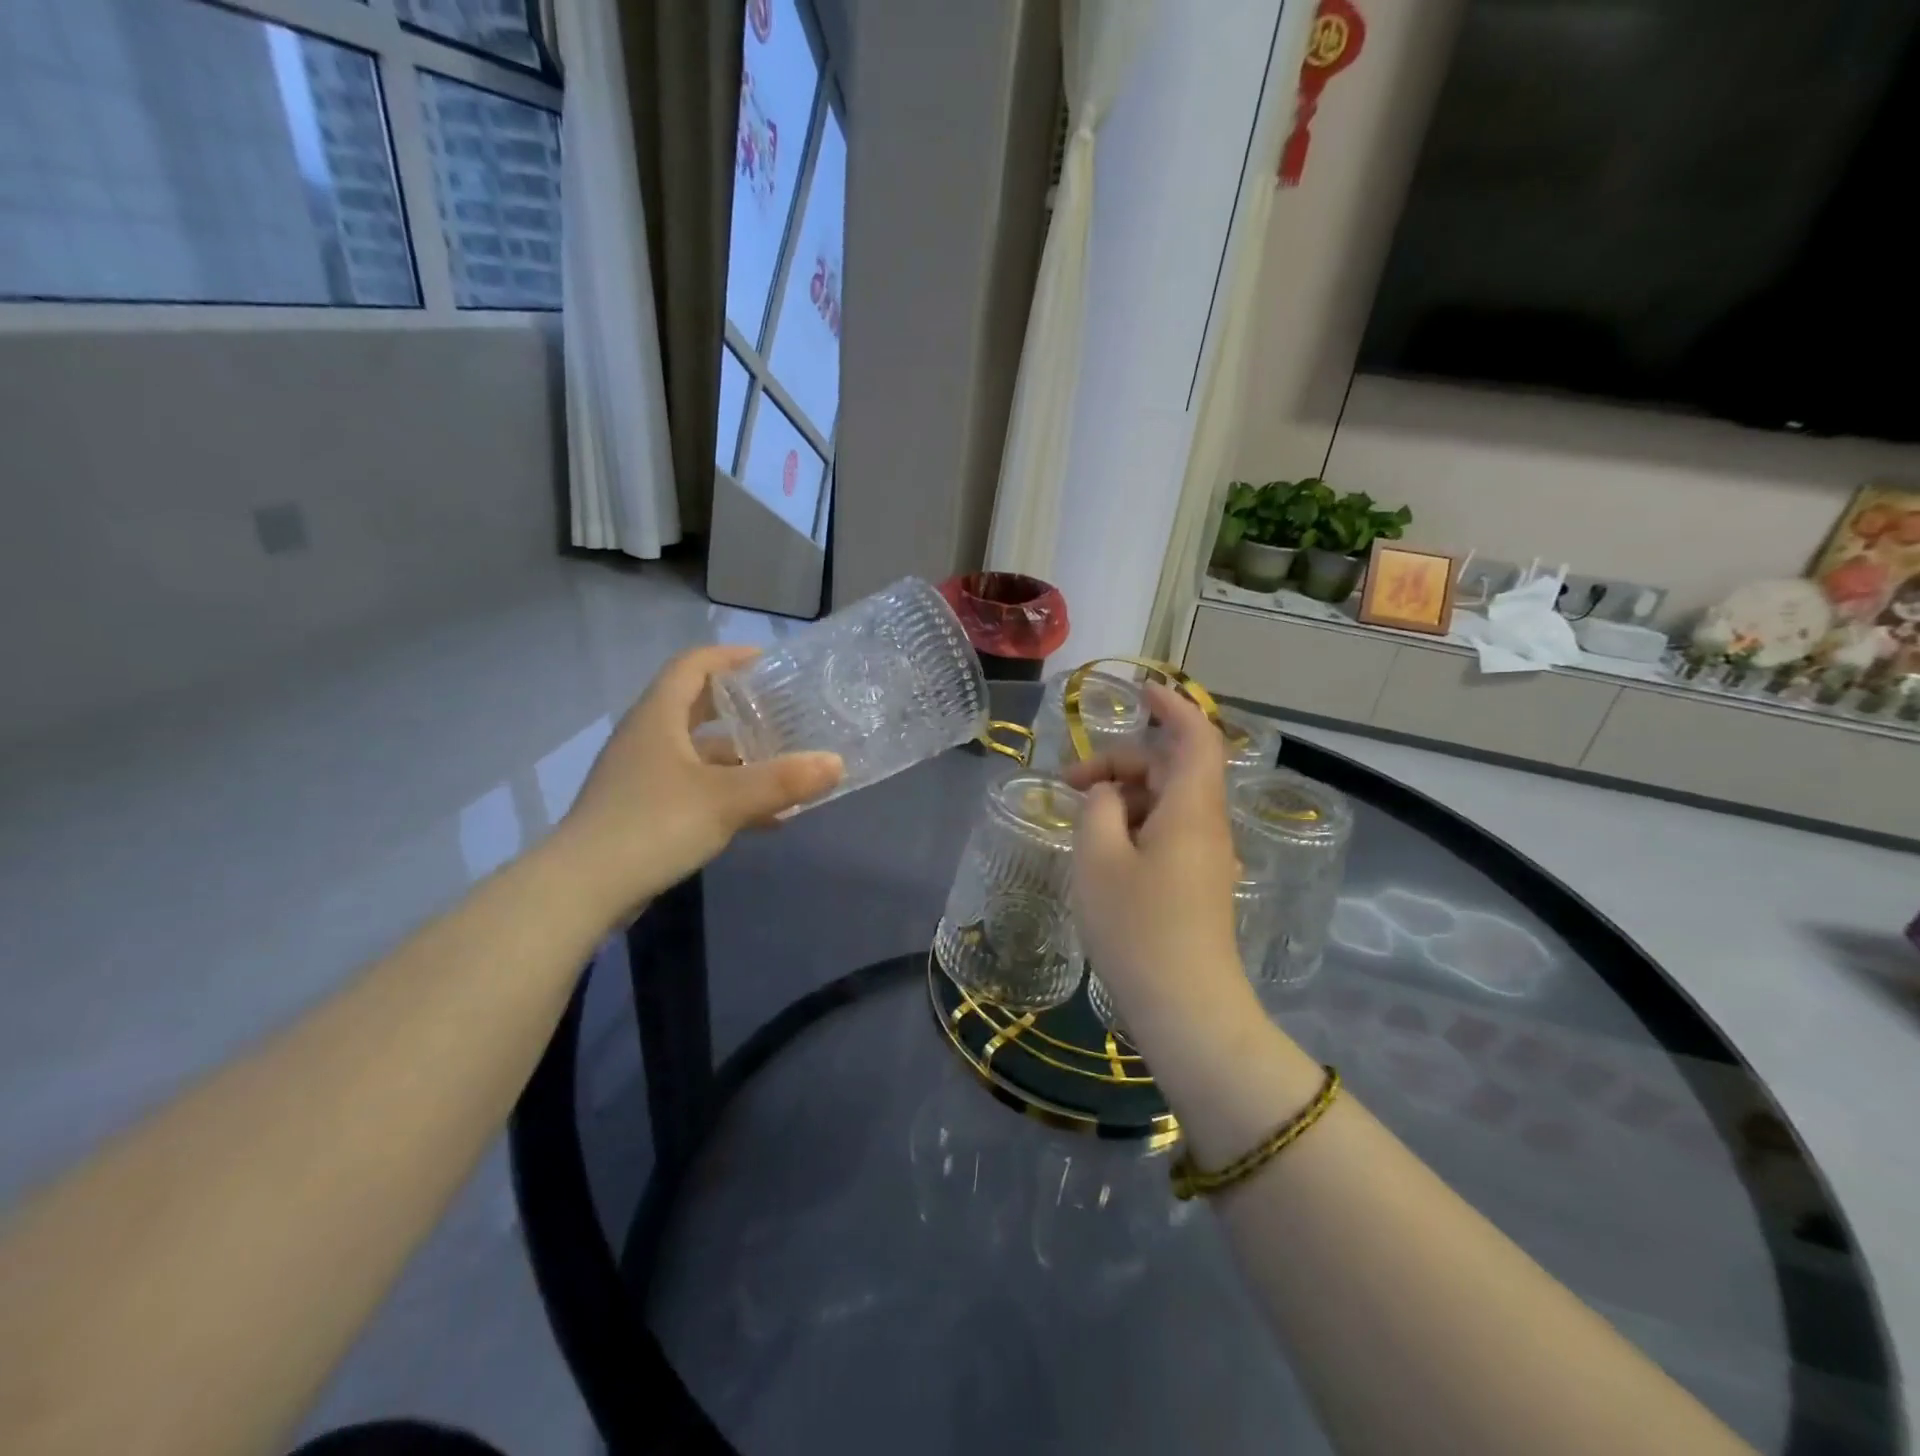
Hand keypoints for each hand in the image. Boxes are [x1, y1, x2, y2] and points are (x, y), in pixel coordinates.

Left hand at [554, 645, 842, 922]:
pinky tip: (766, 818)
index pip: (693, 666)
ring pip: (699, 754)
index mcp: (658, 718)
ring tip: (787, 767)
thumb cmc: (652, 825)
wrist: (582, 890)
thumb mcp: (726, 800)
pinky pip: (695, 789)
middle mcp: (648, 738)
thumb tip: (837, 763)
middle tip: (784, 712)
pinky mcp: (644, 811)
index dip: (730, 657)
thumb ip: (783, 781)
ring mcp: (643, 777)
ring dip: (741, 757)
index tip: (770, 663)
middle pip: (697, 708)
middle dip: (742, 709)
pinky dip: (729, 794)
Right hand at [1063, 686, 1251, 1039]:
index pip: (1195, 735)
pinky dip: (1134, 825)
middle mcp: (1206, 825)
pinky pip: (1167, 833)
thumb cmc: (1138, 927)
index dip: (1171, 706)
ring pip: (1166, 803)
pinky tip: (1102, 851)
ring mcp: (1205, 857)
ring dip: (1124, 798)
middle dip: (1120, 763)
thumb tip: (1105, 794)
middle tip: (1069, 782)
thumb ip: (1097, 810)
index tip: (1139, 691)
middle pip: (1170, 769)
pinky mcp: (1197, 884)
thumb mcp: (1098, 859)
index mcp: (1191, 807)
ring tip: (1078, 819)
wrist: (1187, 1009)